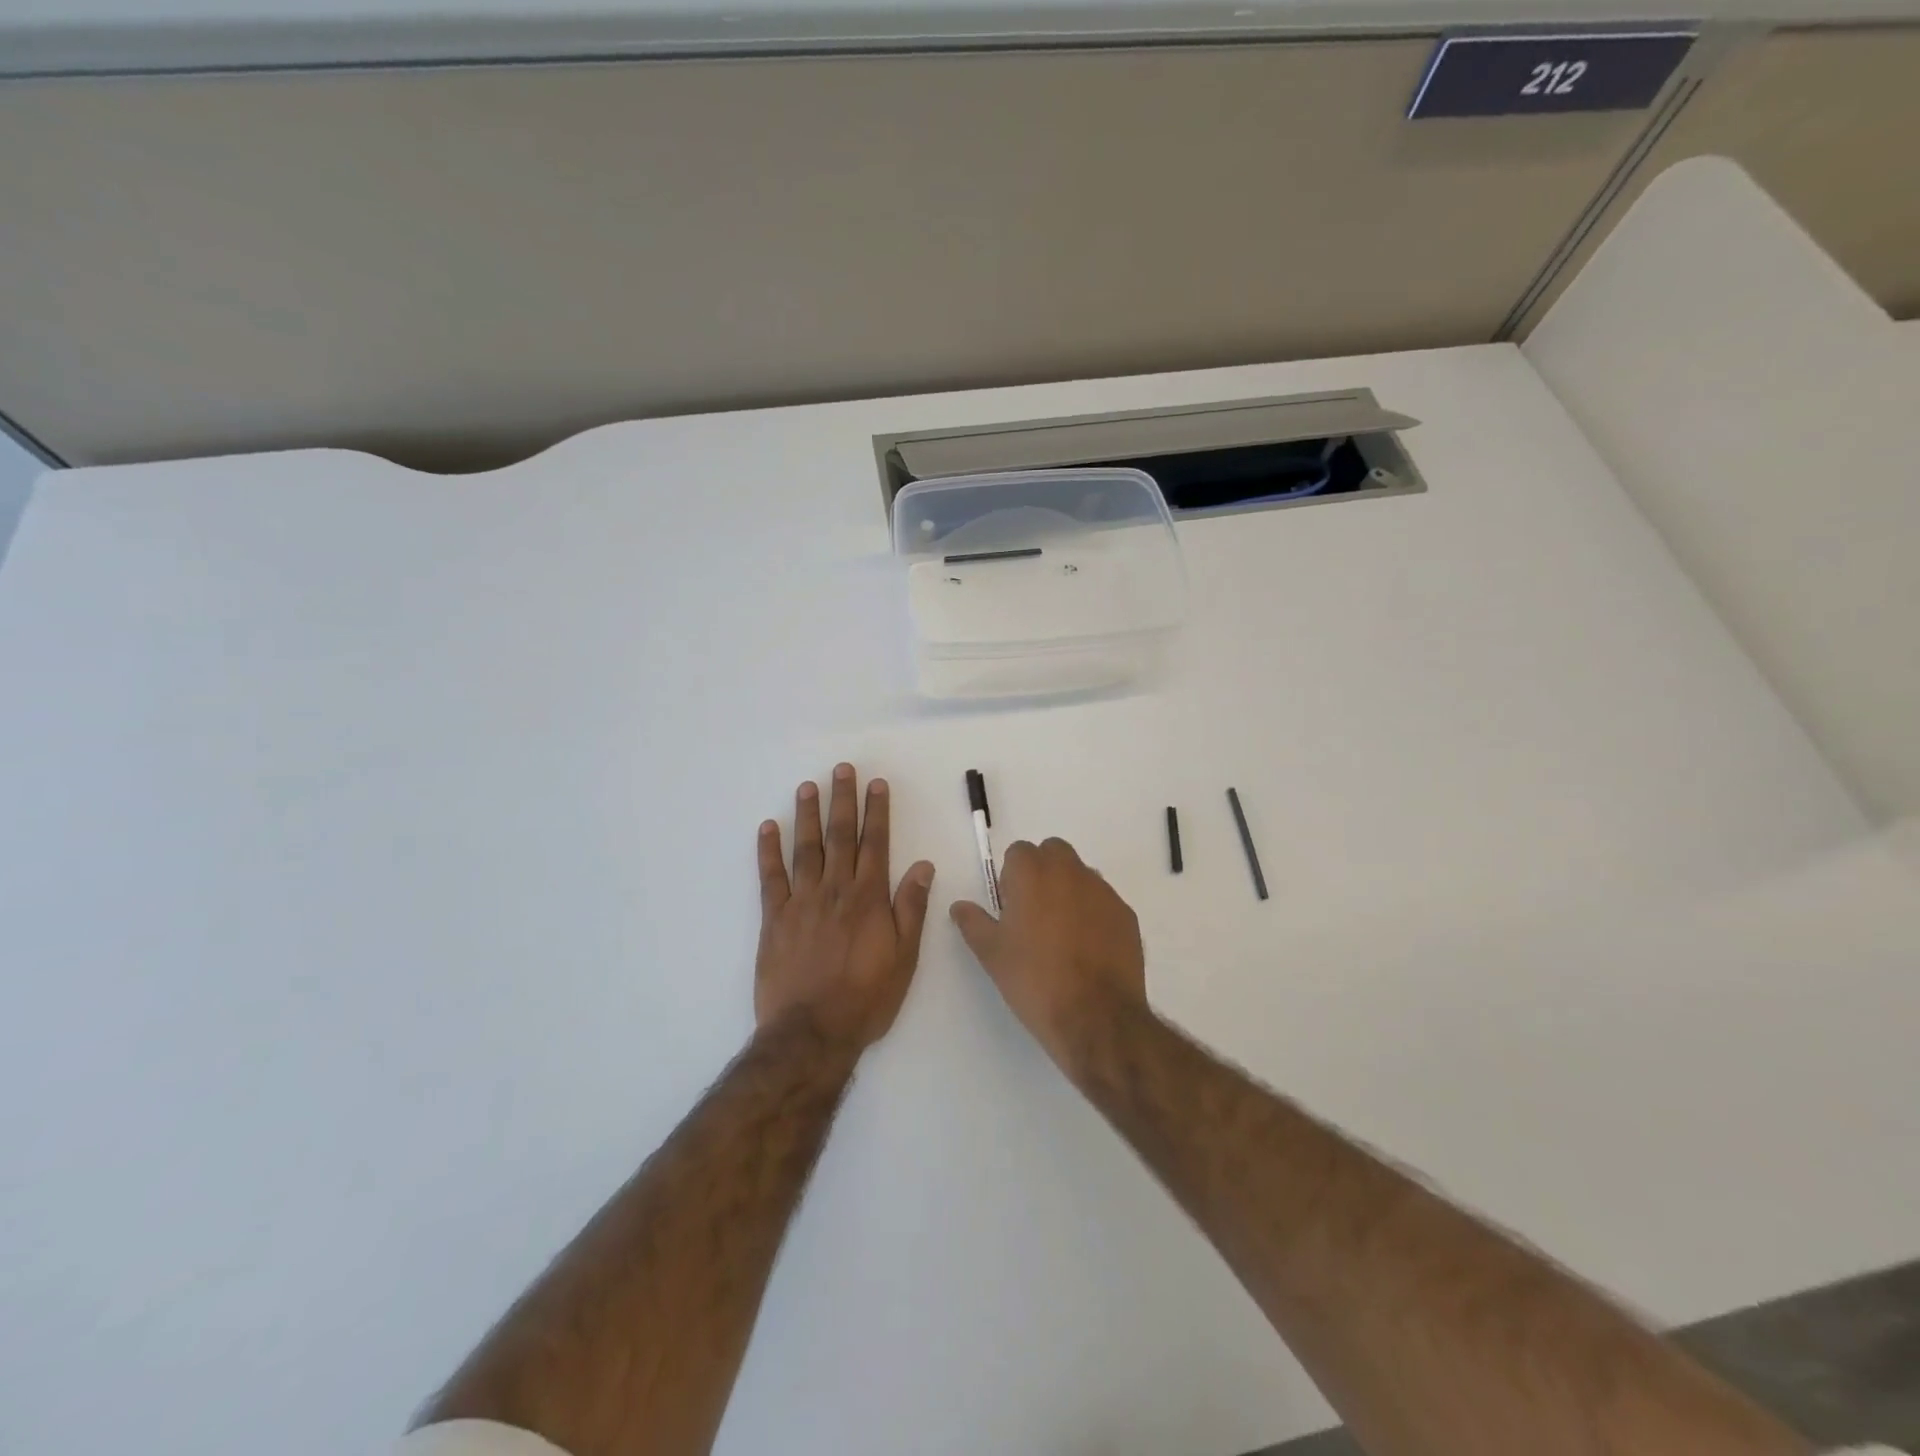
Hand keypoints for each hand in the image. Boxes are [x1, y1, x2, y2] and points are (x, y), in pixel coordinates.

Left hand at [756, 764, 935, 1048]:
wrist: (812, 1032)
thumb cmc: (866, 998)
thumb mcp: (905, 958)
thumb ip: (911, 908)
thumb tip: (923, 865)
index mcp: (869, 898)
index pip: (875, 844)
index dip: (876, 812)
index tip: (876, 784)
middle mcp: (835, 890)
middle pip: (839, 836)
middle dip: (842, 800)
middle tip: (842, 769)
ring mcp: (801, 902)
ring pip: (805, 848)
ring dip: (807, 814)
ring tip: (808, 786)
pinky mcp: (774, 918)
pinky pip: (770, 877)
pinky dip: (768, 850)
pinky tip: (768, 827)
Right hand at [950, 837, 1147, 1069]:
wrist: (1096, 1017)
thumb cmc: (1034, 980)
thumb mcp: (992, 954)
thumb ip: (973, 922)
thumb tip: (960, 906)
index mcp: (1032, 873)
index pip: (1019, 851)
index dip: (1011, 875)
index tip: (1010, 906)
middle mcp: (1070, 871)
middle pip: (1053, 852)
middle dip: (1043, 871)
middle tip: (1034, 912)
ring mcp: (1103, 891)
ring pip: (1081, 874)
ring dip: (1069, 890)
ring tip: (1063, 934)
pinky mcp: (1126, 913)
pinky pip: (1104, 901)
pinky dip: (1094, 913)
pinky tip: (1088, 949)